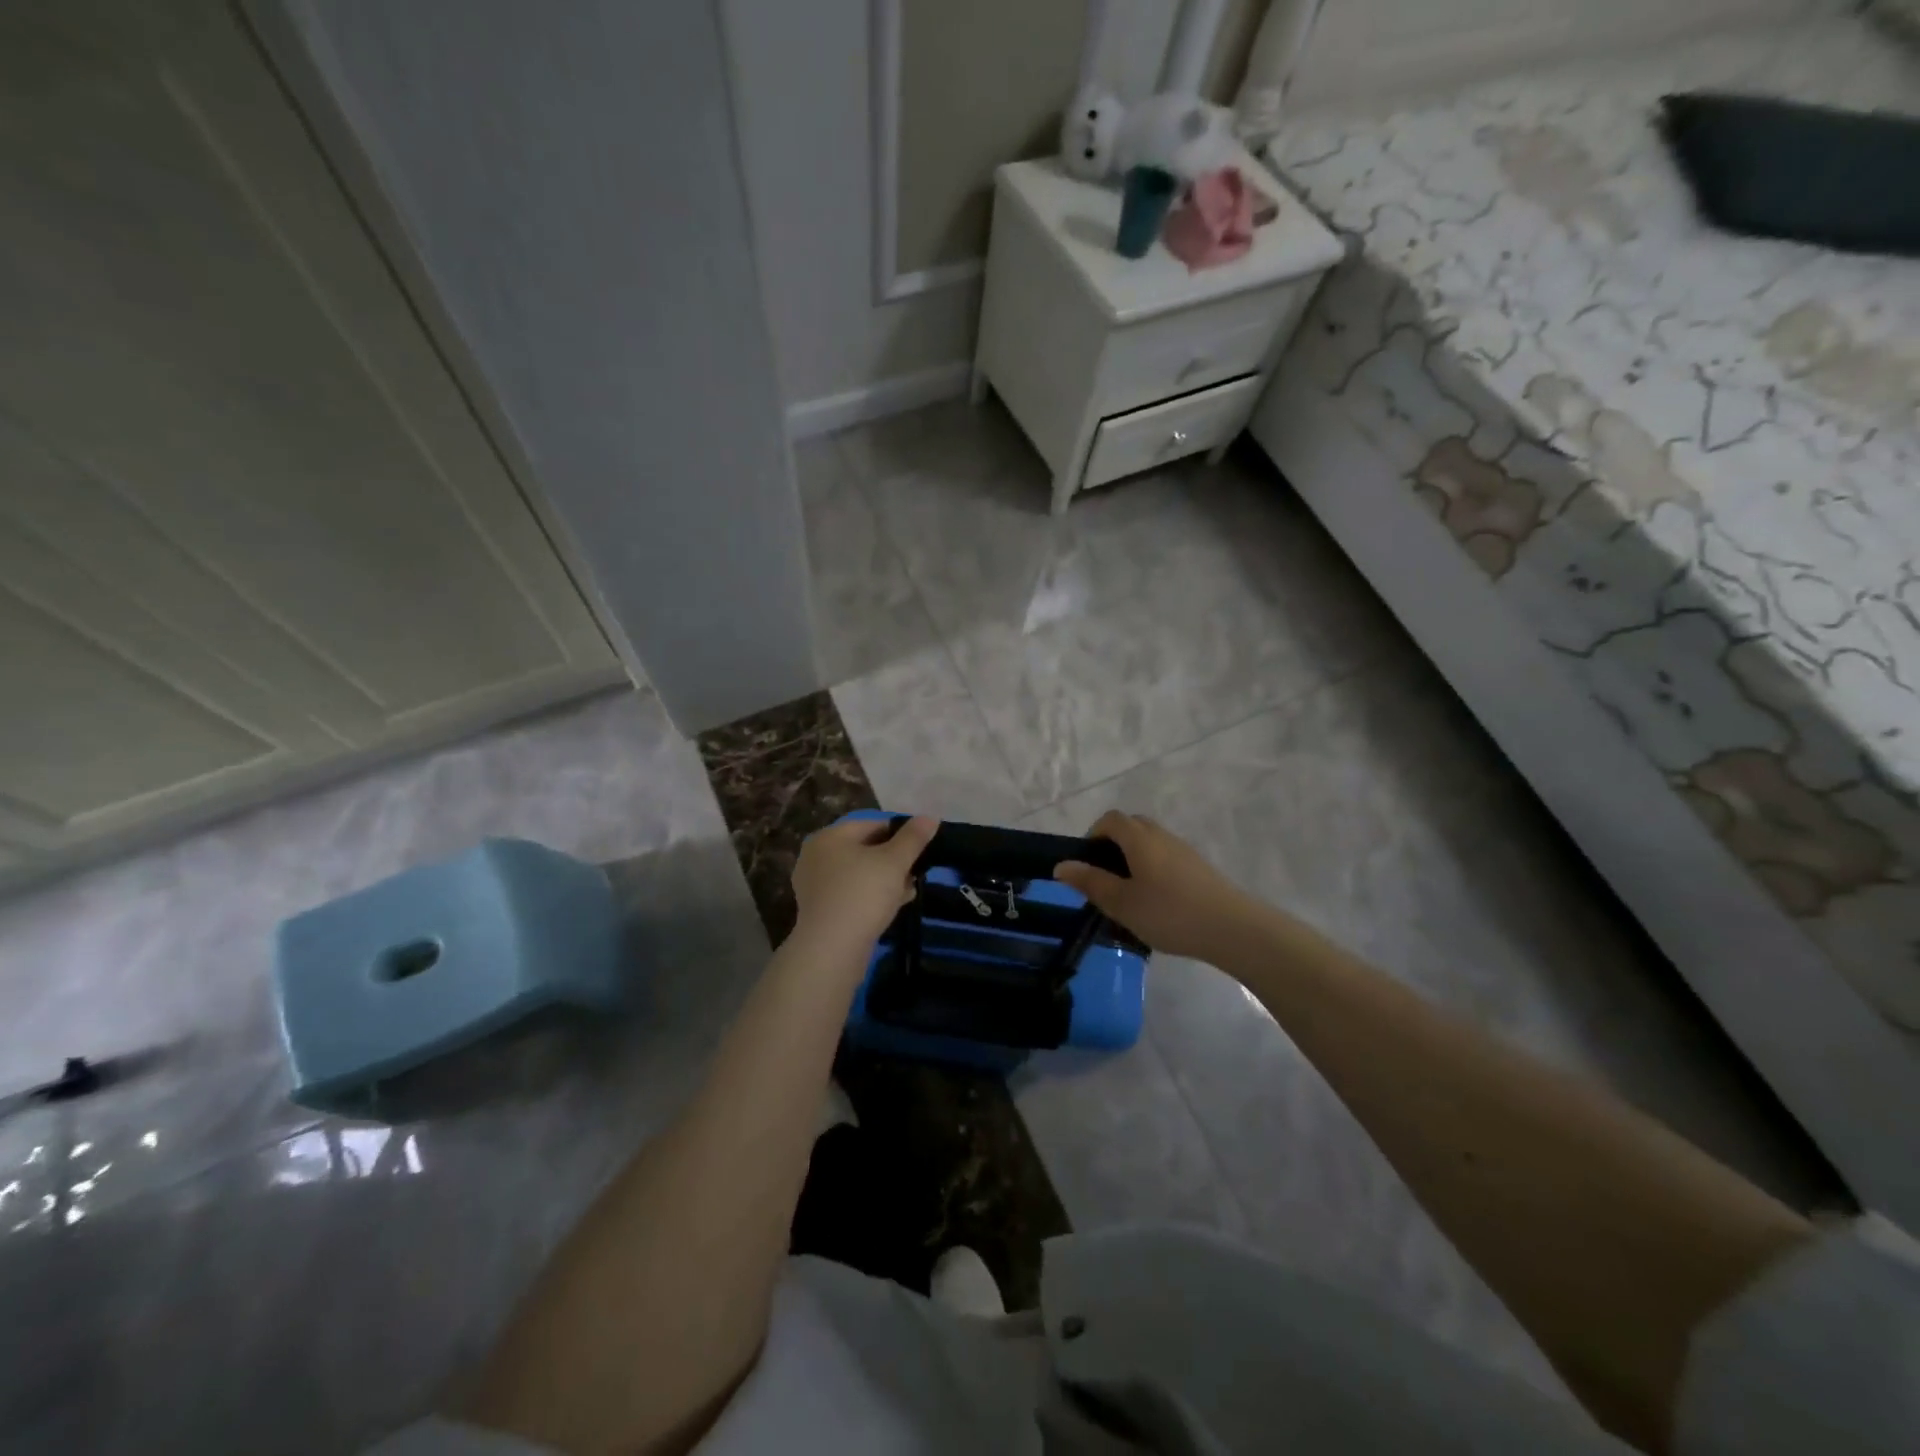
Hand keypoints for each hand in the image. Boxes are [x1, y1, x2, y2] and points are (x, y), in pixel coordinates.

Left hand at [791, 815, 939, 956]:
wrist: (832, 949)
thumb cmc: (863, 894)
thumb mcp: (895, 862)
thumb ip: (913, 838)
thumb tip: (930, 816)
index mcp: (830, 837)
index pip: (872, 824)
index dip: (901, 833)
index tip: (922, 848)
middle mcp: (816, 856)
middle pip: (864, 848)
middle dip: (894, 859)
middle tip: (917, 871)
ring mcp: (815, 884)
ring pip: (859, 873)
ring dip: (886, 878)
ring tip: (910, 889)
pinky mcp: (820, 909)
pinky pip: (851, 893)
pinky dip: (871, 895)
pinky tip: (894, 906)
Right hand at [1053, 810, 1253, 960]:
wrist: (1232, 928)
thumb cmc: (1168, 913)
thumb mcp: (1121, 902)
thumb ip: (1090, 882)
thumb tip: (1062, 865)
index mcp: (1139, 838)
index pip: (1110, 820)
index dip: (1093, 834)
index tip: (1087, 864)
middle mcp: (1160, 835)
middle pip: (1131, 826)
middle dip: (1113, 845)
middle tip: (1105, 879)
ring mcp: (1183, 850)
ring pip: (1150, 843)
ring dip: (1134, 859)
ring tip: (1128, 894)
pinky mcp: (1198, 867)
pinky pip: (1166, 857)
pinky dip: (1153, 869)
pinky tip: (1156, 902)